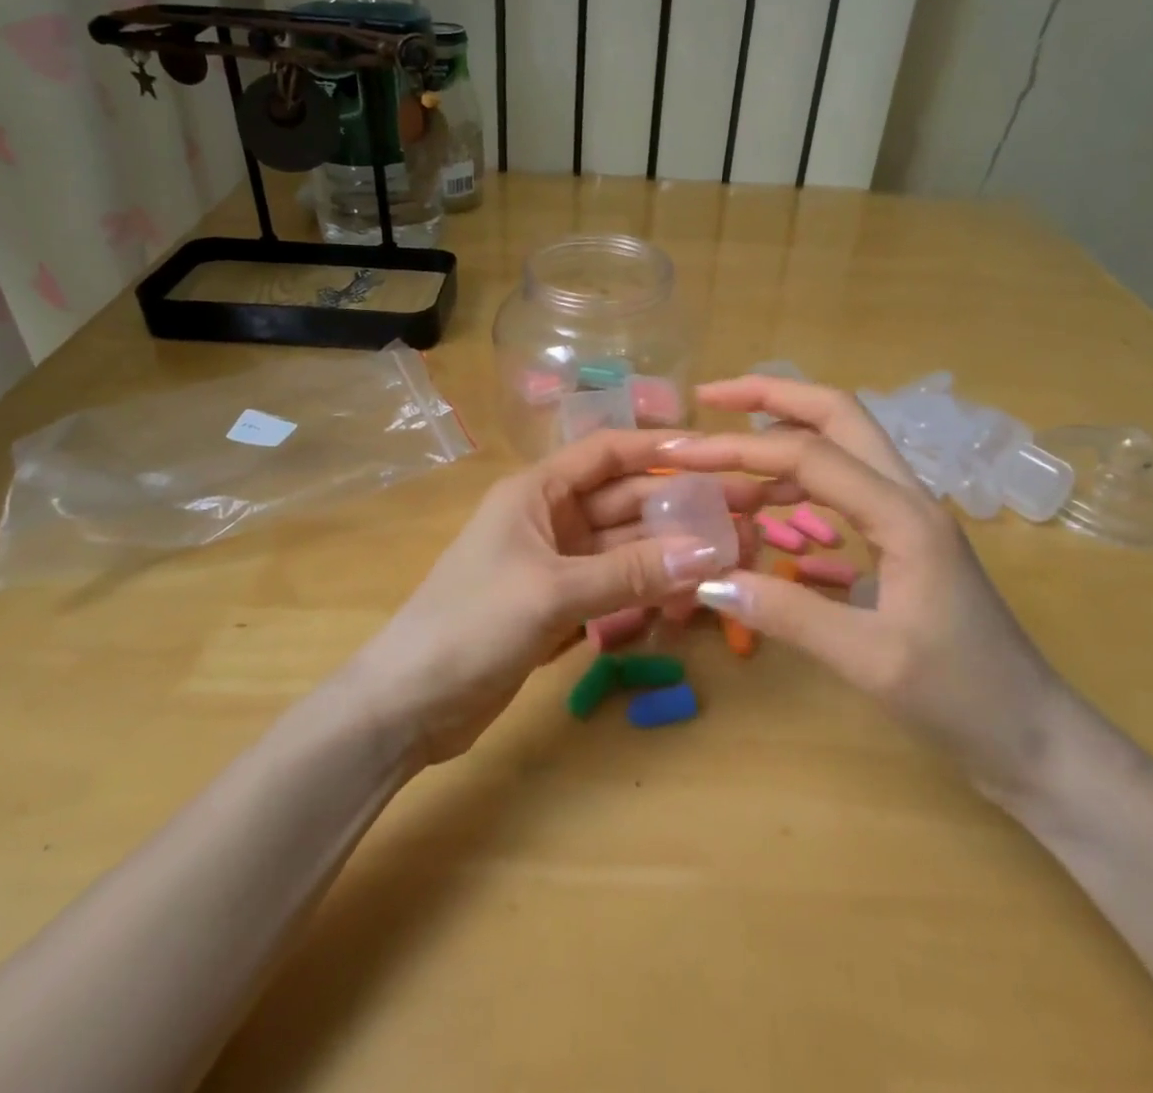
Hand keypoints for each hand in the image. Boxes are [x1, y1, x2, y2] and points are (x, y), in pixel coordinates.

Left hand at [350, 429, 784, 763]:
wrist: (408, 704)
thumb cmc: (471, 625)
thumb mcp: (552, 592)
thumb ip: (631, 573)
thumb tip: (710, 552)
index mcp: (537, 491)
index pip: (607, 453)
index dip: (659, 448)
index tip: (715, 454)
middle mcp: (550, 518)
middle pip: (625, 501)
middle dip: (679, 506)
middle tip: (744, 516)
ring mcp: (556, 564)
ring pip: (626, 547)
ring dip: (670, 552)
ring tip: (730, 558)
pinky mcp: (560, 606)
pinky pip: (616, 586)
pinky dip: (648, 590)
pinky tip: (688, 598)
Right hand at [662, 377, 1070, 799]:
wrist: (1036, 739)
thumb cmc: (963, 699)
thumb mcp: (870, 662)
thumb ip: (788, 615)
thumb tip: (707, 576)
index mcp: (902, 515)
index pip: (807, 456)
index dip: (738, 447)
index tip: (681, 452)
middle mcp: (908, 497)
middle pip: (837, 414)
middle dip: (771, 395)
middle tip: (709, 397)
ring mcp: (909, 515)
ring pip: (842, 444)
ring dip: (784, 433)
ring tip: (726, 449)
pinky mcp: (904, 538)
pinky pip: (845, 485)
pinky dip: (799, 478)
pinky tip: (767, 503)